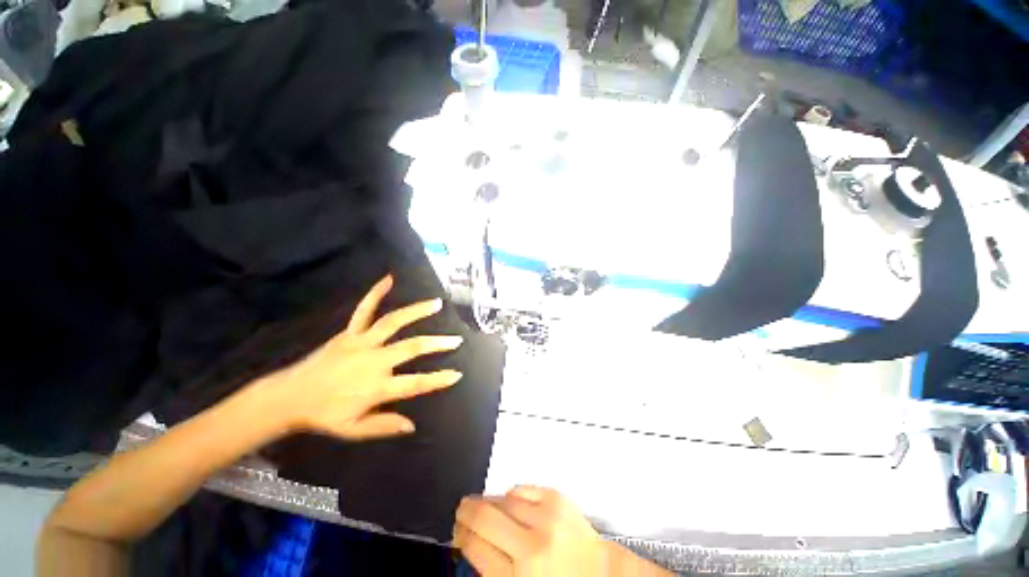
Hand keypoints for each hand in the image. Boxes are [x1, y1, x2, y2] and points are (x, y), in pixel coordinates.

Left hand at [257, 275, 463, 440]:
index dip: (438, 379)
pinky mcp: (349, 333)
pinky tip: (388, 279)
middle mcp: (374, 361)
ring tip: (436, 303)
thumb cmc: (323, 415)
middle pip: (412, 348)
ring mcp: (362, 343)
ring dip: (417, 311)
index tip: (457, 374)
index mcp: (377, 387)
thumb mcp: (353, 430)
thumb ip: (384, 426)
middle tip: (456, 340)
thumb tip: (412, 425)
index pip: (415, 383)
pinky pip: (364, 310)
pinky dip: (375, 294)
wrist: (289, 397)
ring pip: (394, 322)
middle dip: (437, 344)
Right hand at [453, 486, 611, 575]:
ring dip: (489, 503)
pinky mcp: (558, 499)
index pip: (474, 546)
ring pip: (502, 498)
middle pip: (484, 516)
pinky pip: (522, 488)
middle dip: (466, 512)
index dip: (461, 535)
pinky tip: (511, 503)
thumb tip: (472, 546)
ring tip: (485, 508)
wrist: (602, 574)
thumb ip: (493, 571)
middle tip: (462, 511)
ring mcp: (547, 519)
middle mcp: (533, 547)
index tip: (458, 531)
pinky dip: (513, 495)